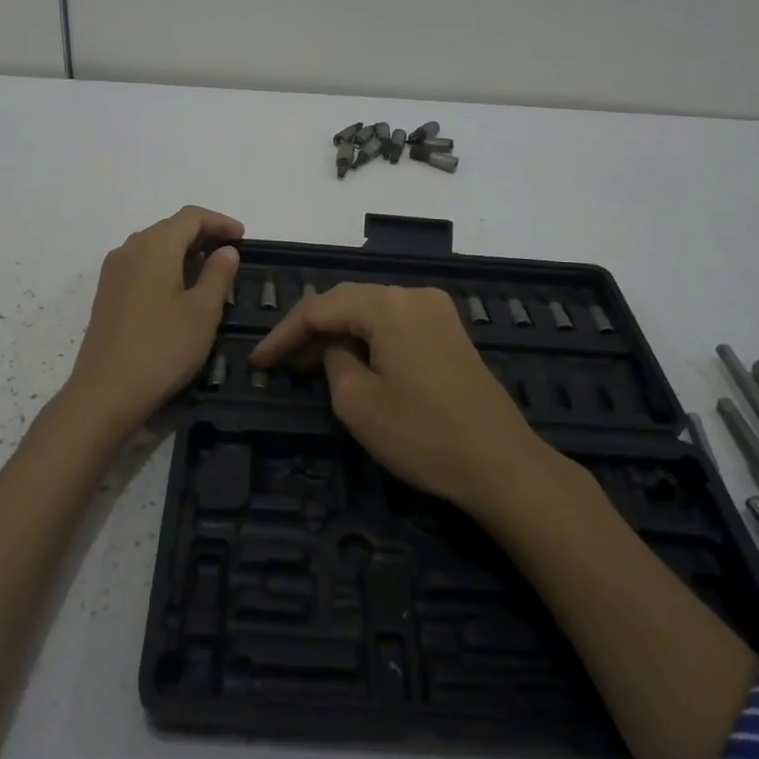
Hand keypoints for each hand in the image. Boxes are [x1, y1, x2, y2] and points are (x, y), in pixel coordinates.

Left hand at [65, 206, 243, 436]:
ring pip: (153, 247)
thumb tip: (225, 250)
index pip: (190, 217)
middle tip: (230, 254)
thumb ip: (218, 274)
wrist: (107, 392)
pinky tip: (179, 290)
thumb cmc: (163, 347)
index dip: (219, 221)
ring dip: (183, 252)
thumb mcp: (203, 312)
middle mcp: (129, 250)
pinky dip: (165, 267)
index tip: (243, 237)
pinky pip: (141, 265)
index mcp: (154, 246)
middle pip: (169, 228)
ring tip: (209, 272)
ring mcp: (113, 272)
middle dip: (202, 235)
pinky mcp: (107, 294)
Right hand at [250, 282, 544, 507]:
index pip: (319, 308)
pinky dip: (367, 339)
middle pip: (346, 302)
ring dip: (338, 334)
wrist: (501, 464)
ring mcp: (437, 311)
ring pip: (371, 311)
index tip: (257, 362)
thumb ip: (333, 361)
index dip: (284, 334)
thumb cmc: (423, 435)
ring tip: (307, 365)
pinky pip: (395, 323)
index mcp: (388, 304)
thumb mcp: (357, 403)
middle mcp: (413, 294)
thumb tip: (337, 348)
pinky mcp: (449, 332)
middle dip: (310, 331)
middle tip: (279, 362)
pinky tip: (350, 361)